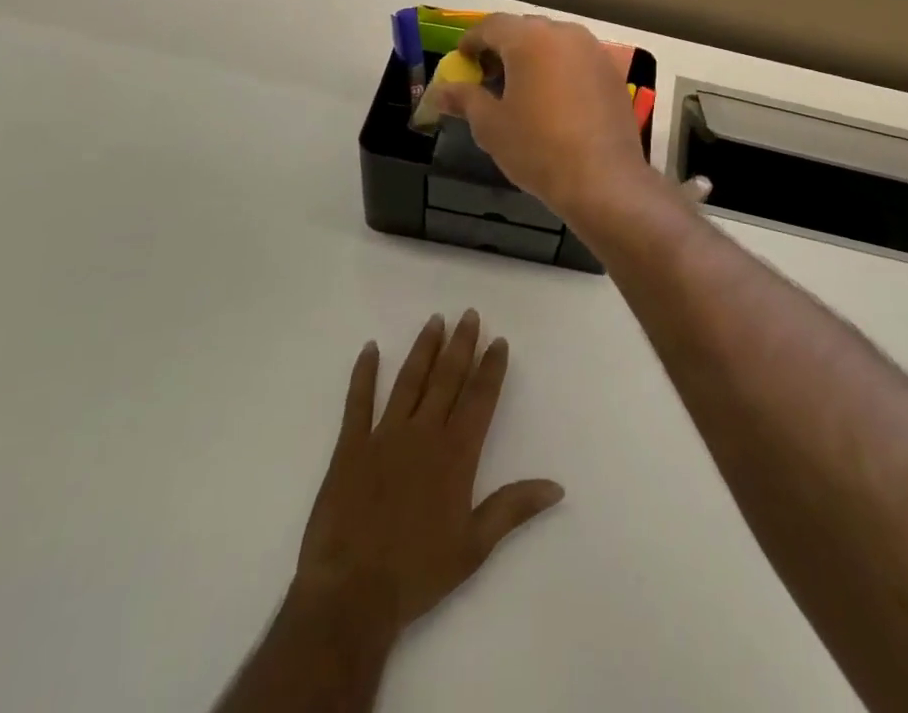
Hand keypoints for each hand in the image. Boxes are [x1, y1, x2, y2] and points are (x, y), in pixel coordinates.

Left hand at [292, 310, 563, 642]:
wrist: (351, 593)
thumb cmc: (417, 572)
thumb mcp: (474, 547)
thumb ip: (513, 508)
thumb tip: (557, 486)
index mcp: (455, 454)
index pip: (479, 398)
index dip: (491, 368)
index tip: (498, 340)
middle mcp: (423, 433)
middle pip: (447, 378)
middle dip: (461, 344)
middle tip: (469, 314)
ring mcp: (384, 435)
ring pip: (409, 380)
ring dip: (424, 348)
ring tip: (435, 320)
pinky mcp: (350, 446)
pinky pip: (358, 401)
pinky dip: (364, 373)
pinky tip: (371, 348)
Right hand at [441, 14, 655, 221]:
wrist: (602, 179)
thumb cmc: (537, 147)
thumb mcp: (490, 125)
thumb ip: (464, 99)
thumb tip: (439, 92)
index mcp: (530, 39)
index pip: (492, 25)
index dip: (472, 42)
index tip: (462, 62)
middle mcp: (565, 34)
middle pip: (525, 29)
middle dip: (503, 47)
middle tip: (489, 76)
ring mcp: (594, 51)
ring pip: (554, 42)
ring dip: (533, 57)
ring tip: (521, 89)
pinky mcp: (612, 73)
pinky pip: (577, 60)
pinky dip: (559, 69)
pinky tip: (554, 100)